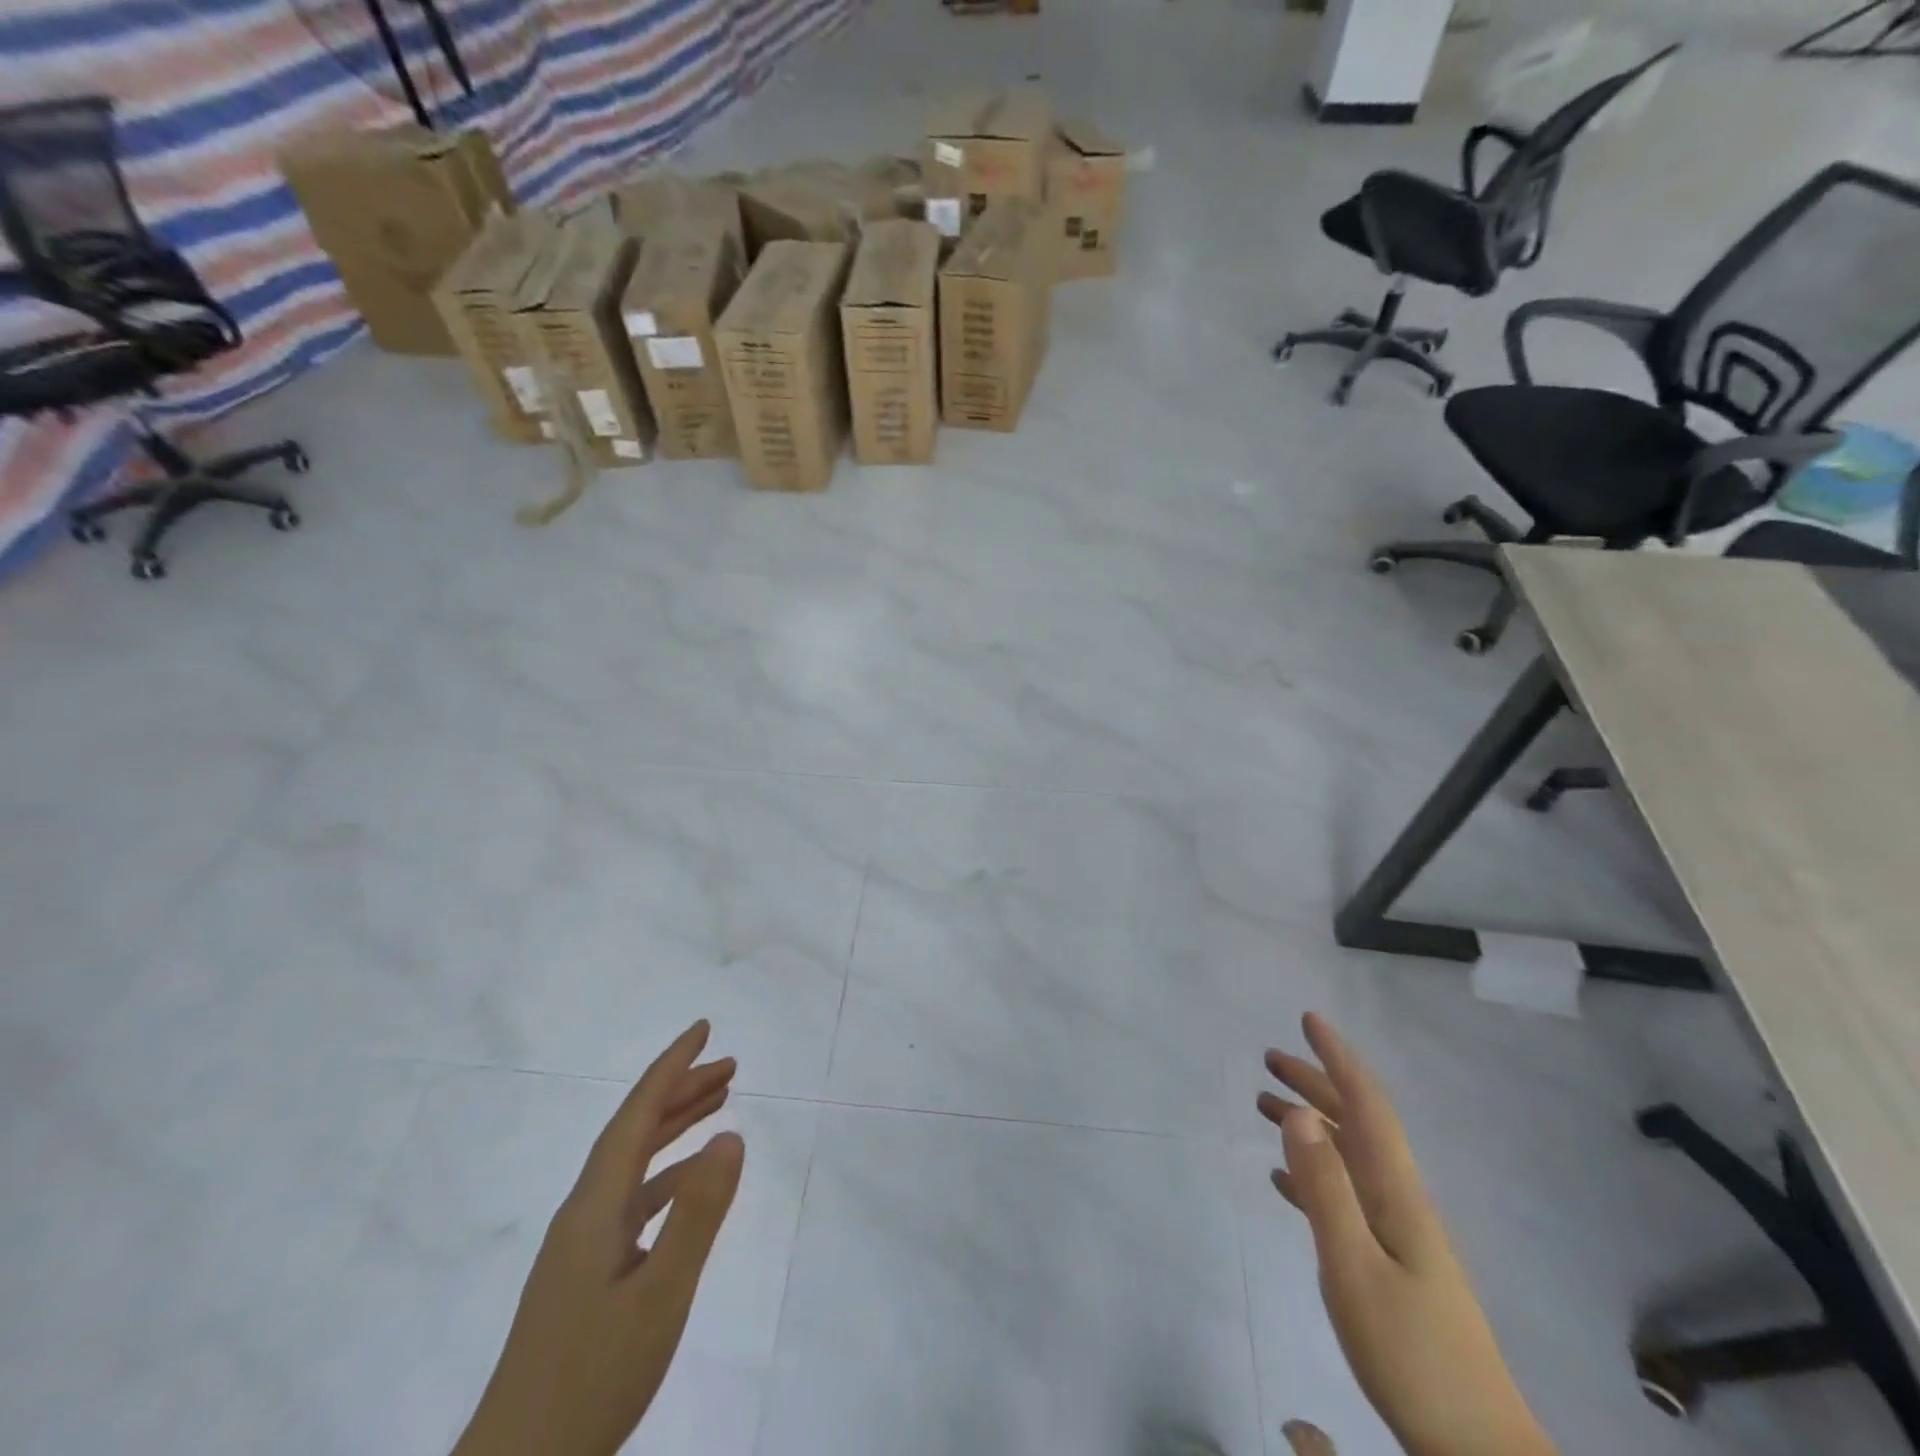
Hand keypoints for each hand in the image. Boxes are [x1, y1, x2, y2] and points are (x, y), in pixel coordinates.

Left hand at [453, 1021, 744, 1455]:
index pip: (636, 1115)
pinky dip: (669, 1176)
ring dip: (675, 1128)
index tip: (703, 1028)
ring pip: (634, 1164)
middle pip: (634, 1131)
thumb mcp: (660, 1295)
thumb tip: (731, 1133)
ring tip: (719, 1104)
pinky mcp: (587, 1276)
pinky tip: (693, 1186)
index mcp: (594, 1207)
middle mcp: (584, 1213)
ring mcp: (582, 1247)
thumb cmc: (589, 1380)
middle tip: (730, 1065)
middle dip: (681, 1091)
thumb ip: (698, 1212)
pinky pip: (635, 1200)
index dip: (670, 1066)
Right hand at [1258, 1014, 1554, 1455]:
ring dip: (1307, 1124)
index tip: (1309, 1019)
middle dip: (1314, 1083)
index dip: (1338, 1058)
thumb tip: (1297, 1112)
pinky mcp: (1388, 1264)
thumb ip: (1324, 1187)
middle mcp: (1398, 1201)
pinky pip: (1341, 1195)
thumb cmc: (1412, 1353)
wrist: (1475, 1446)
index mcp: (1396, 1193)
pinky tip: (1282, 1179)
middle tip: (1269, 1058)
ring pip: (1345, 1156)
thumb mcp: (1354, 1267)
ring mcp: (1395, 1234)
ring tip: (1263, 1105)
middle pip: (1354, 1123)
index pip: (1366, 1106)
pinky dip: (1309, 1173)